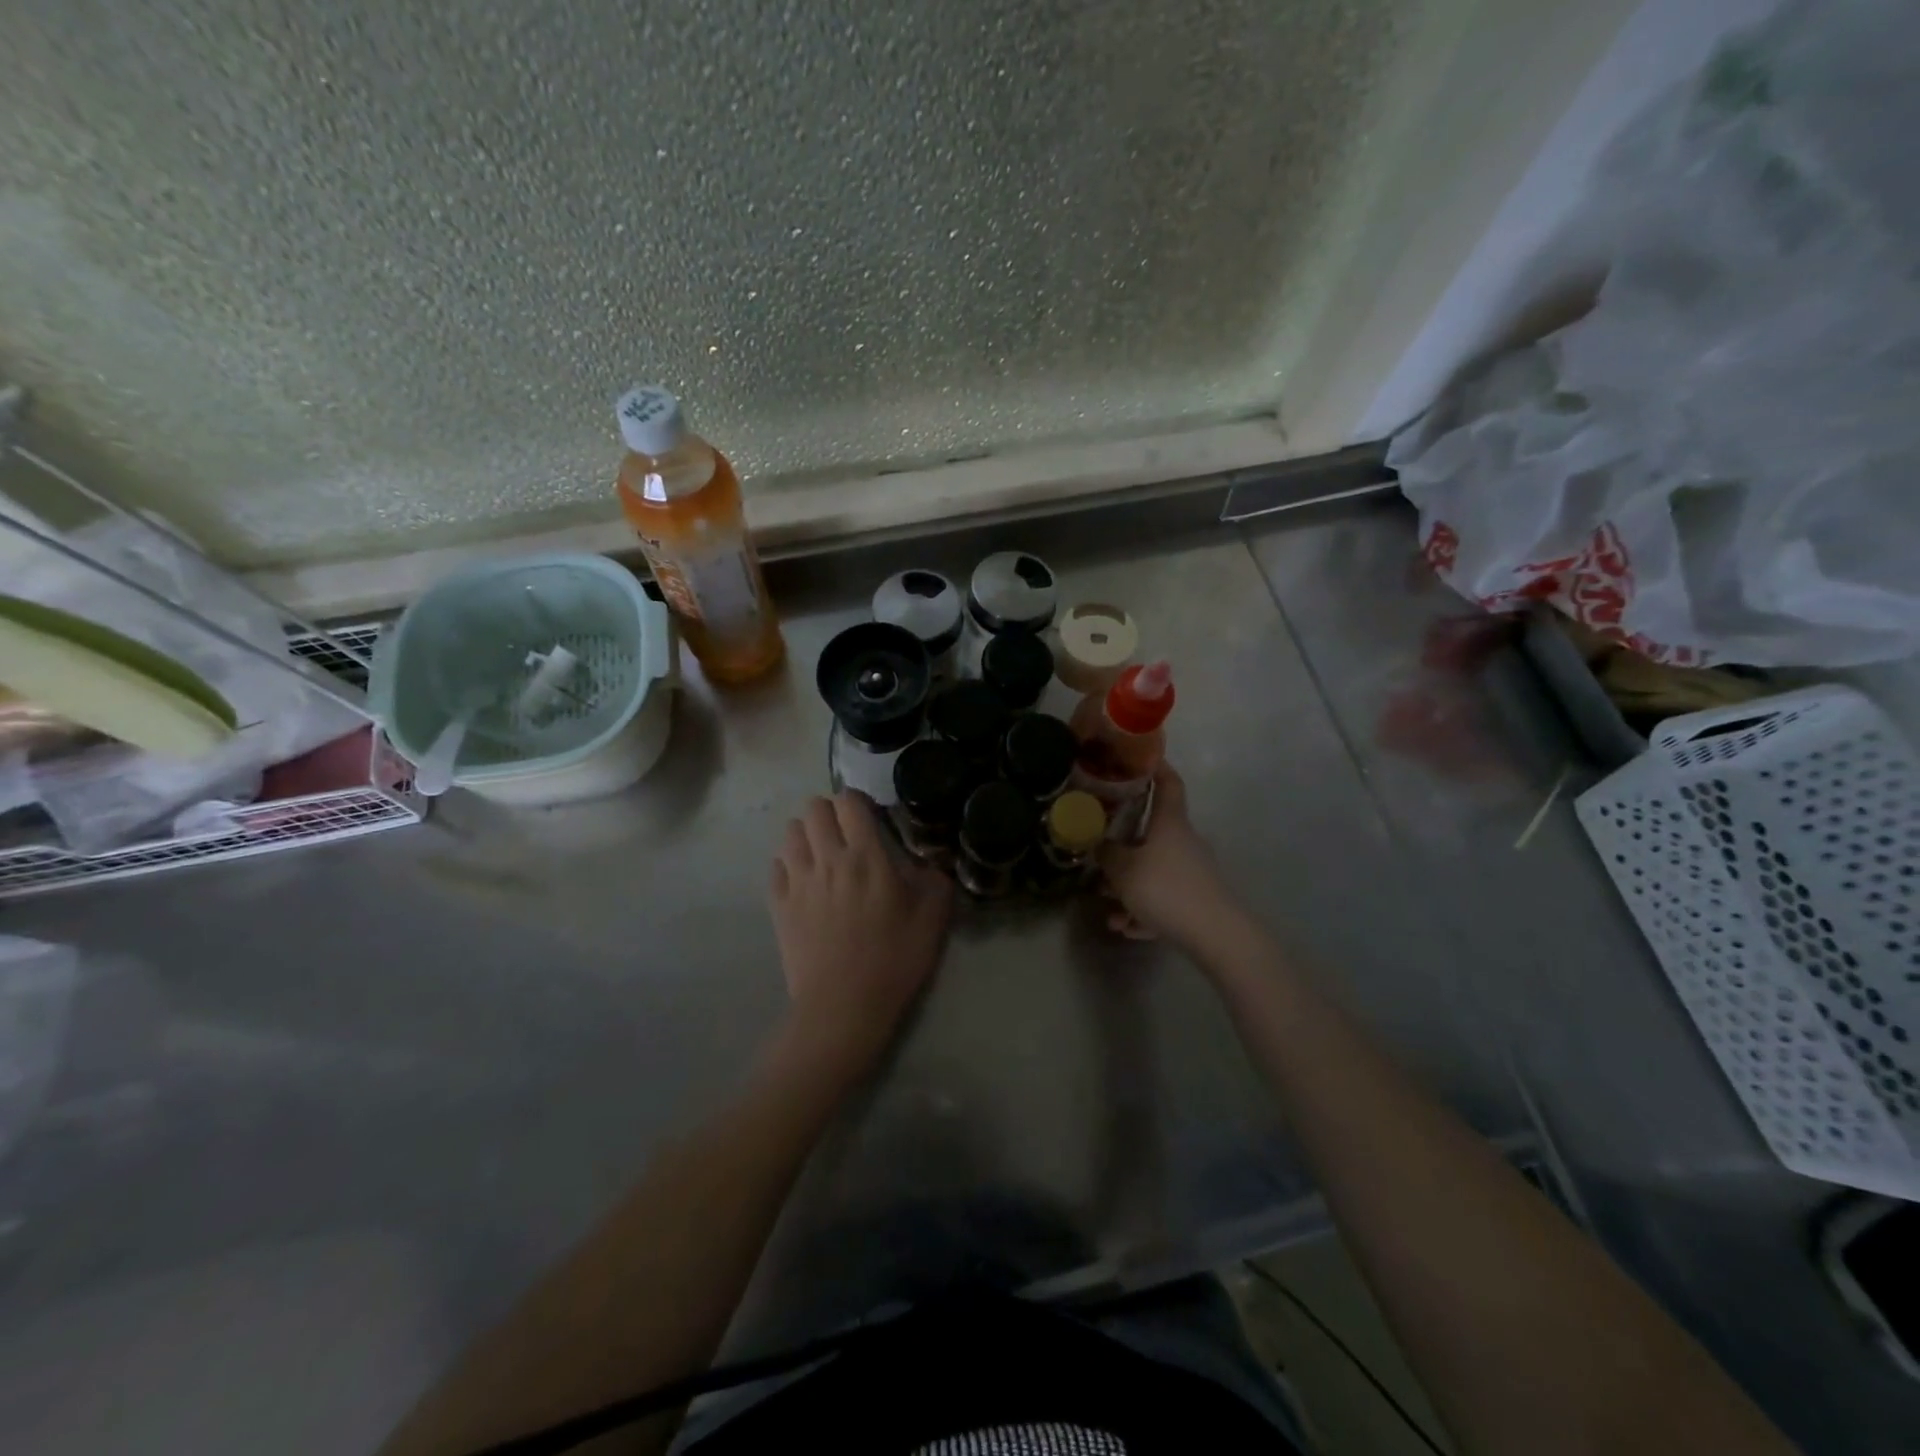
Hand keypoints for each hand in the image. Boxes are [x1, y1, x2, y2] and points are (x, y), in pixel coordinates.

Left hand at [769, 791, 953, 1076]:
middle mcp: (827, 859)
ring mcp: (797, 881)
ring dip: (806, 835)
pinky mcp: (778, 905)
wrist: (842, 1008)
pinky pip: (775, 866)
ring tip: (822, 854)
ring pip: (789, 833)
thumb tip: (934, 865)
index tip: (870, 817)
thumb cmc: (893, 961)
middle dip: (829, 812)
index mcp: (866, 857)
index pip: (849, 802)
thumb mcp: (932, 922)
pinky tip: (803, 881)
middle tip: (845, 834)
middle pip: (813, 809)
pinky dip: (788, 865)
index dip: (858, 801)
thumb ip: (936, 884)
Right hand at [1098, 766, 1238, 946]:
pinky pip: (1162, 899)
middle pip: (1152, 833)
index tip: (1140, 757)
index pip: (1168, 783)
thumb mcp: (1124, 870)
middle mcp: (1184, 842)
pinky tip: (1125, 927)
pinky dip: (1143, 910)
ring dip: (1128, 886)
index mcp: (1170, 823)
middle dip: (1123, 845)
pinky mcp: (1195, 901)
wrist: (1215, 934)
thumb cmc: (1165, 888)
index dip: (1156, 767)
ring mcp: (1192, 872)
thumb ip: (1107, 854)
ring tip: (1107, 907)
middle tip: (1099, 851)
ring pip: (1153, 871)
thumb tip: (1099, 845)